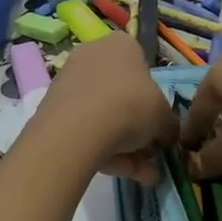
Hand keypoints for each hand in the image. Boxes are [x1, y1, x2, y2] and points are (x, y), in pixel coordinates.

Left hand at [34, 33, 177, 183]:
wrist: (76, 130)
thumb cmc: (130, 106)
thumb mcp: (164, 117)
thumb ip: (169, 125)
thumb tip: (167, 136)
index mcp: (121, 45)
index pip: (142, 66)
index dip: (153, 98)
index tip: (158, 123)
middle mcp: (92, 55)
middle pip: (122, 93)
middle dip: (139, 128)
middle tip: (151, 153)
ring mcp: (69, 82)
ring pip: (104, 115)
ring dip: (126, 146)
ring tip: (144, 175)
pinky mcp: (52, 109)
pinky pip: (85, 129)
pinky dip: (105, 150)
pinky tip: (124, 175)